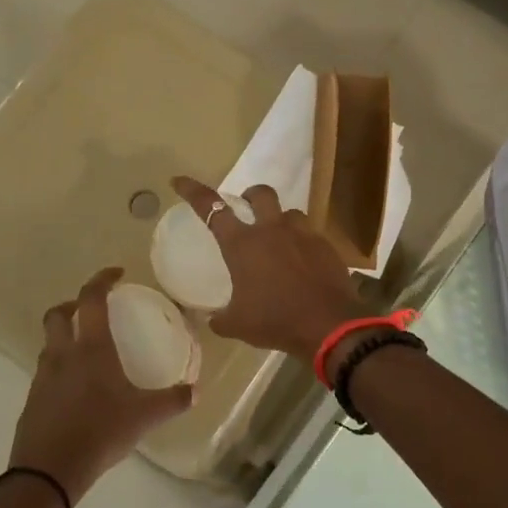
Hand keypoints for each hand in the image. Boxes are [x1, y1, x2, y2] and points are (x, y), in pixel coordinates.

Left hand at [9, 267, 194, 503]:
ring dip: (65, 336)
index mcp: (91, 349)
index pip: (91, 299)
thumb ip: (172, 401)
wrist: (47, 473)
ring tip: (88, 350)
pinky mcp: (32, 400)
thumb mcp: (144, 418)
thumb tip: (195, 391)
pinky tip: (78, 388)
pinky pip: (46, 371)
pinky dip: (60, 367)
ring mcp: (43, 377)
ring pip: (50, 343)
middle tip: (93, 310)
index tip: (117, 274)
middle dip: (74, 304)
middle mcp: (63, 355)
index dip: (102, 280)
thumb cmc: (99, 433)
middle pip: (58, 314)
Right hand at [170, 176, 364, 357]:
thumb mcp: (238, 325)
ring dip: (280, 221)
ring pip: (290, 213)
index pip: (212, 209)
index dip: (193, 192)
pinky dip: (303, 244)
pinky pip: (311, 235)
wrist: (328, 325)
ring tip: (279, 240)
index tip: (179, 181)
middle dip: (251, 196)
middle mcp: (272, 230)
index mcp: (243, 244)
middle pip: (260, 194)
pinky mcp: (326, 246)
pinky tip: (303, 263)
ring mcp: (302, 235)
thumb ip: (221, 318)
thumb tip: (213, 319)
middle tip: (247, 209)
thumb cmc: (275, 320)